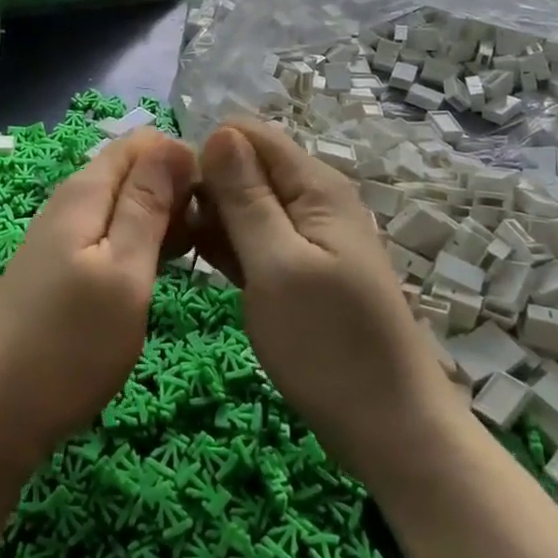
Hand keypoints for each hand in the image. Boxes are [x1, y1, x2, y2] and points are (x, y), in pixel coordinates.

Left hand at [0, 130, 197, 474]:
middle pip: (135, 173)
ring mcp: (65, 239)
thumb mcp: (122, 271)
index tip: (223, 198)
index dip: (186, 158)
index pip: (144, 143)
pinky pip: (113, 240)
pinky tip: (166, 274)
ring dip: (166, 223)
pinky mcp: (64, 272)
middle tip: (221, 235)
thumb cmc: (66, 344)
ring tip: (205, 255)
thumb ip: (147, 205)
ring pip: (127, 209)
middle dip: (180, 191)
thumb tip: (176, 144)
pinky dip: (144, 248)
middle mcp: (73, 204)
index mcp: (86, 191)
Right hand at [191, 120, 457, 484]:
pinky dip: (226, 246)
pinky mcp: (297, 270)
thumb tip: (219, 131)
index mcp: (314, 186)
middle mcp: (312, 201)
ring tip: (179, 249)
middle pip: (245, 167)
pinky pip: (253, 240)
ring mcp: (306, 237)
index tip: (170, 191)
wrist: (387, 427)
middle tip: (170, 230)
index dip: (206, 152)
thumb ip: (246, 196)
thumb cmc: (328, 343)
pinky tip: (200, 264)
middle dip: (205, 188)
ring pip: (244, 205)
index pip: (248, 134)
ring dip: (211, 219)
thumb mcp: (276, 264)